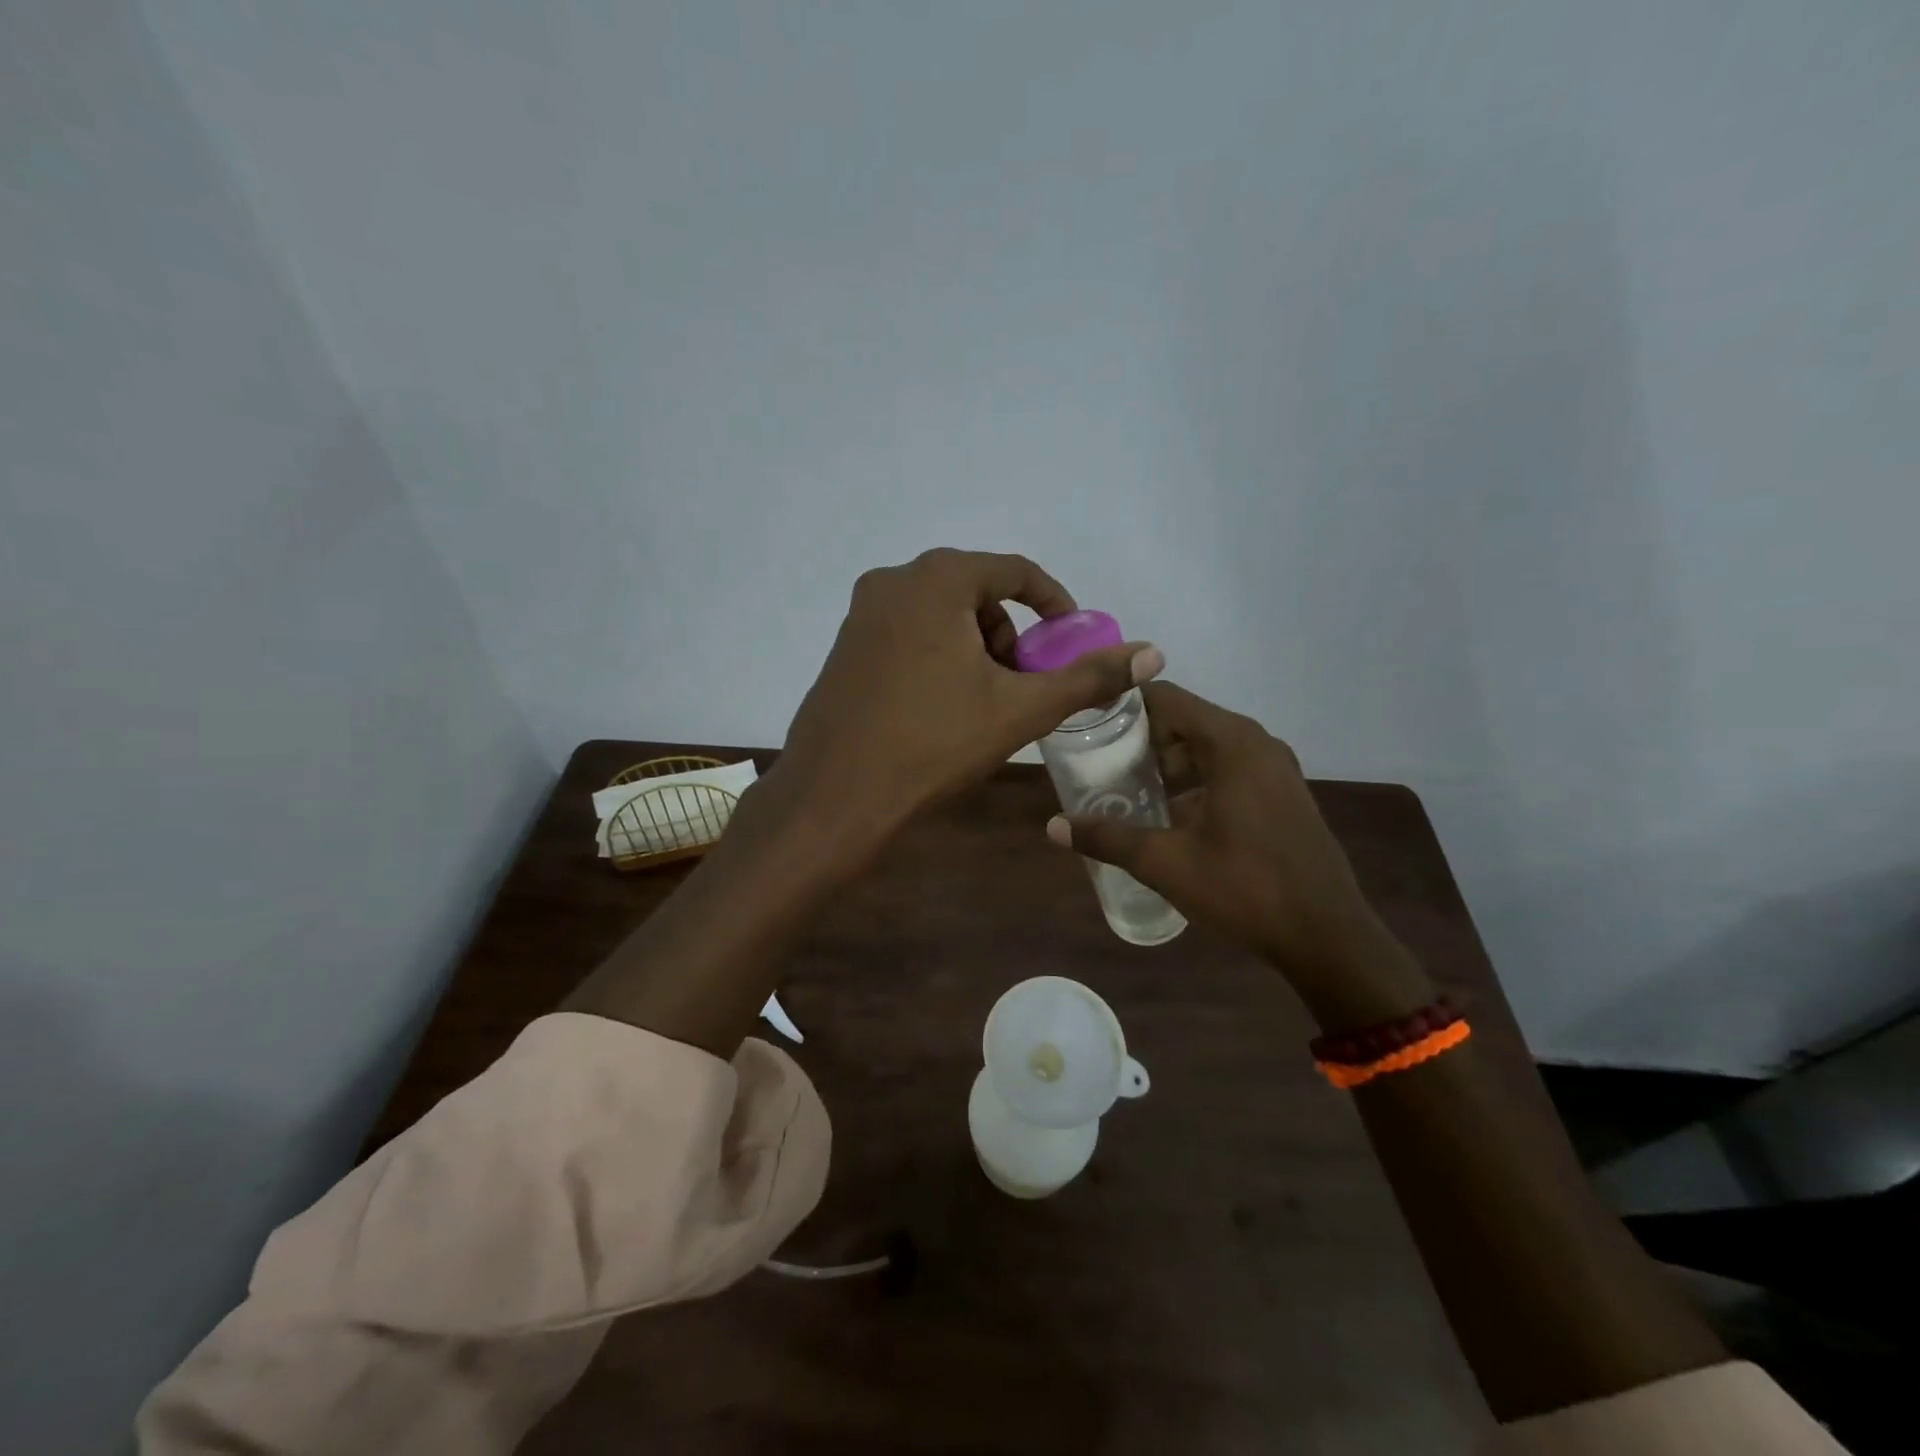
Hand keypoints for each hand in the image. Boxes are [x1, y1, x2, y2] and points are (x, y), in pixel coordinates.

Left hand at [776, 549, 1160, 846]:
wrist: (836, 796)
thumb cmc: (933, 744)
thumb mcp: (1020, 709)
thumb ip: (1088, 677)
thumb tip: (1153, 653)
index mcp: (935, 580)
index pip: (1014, 571)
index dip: (1053, 604)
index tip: (1070, 641)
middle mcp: (892, 582)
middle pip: (976, 592)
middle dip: (1010, 634)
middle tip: (1022, 684)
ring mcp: (861, 615)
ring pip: (941, 615)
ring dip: (975, 648)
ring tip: (984, 703)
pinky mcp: (845, 648)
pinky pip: (908, 634)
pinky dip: (939, 657)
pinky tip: (941, 709)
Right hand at [1048, 682, 1428, 1020]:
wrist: (1327, 937)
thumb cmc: (1245, 889)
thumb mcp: (1166, 863)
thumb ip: (1107, 838)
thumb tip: (1053, 826)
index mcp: (1231, 743)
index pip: (1165, 698)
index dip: (1122, 705)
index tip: (1085, 722)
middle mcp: (1255, 743)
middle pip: (1184, 721)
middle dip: (1139, 740)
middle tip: (1095, 762)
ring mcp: (1274, 769)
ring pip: (1206, 748)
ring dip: (1166, 764)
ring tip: (1123, 789)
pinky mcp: (1282, 794)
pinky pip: (1227, 770)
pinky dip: (1193, 781)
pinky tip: (1166, 815)